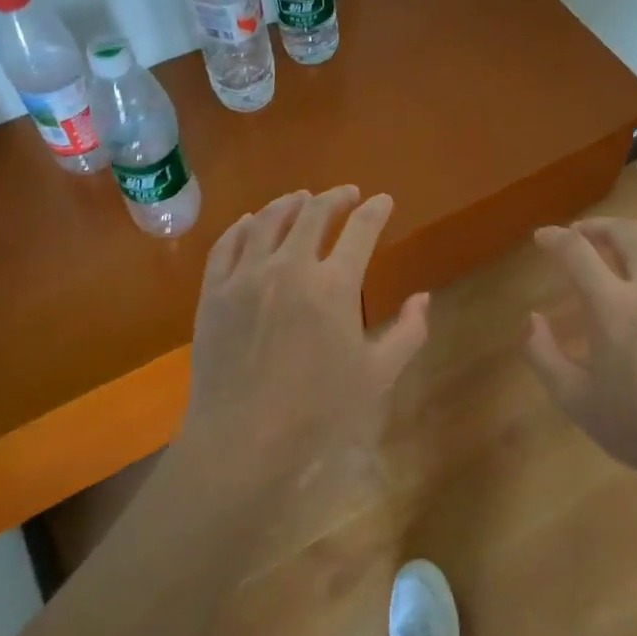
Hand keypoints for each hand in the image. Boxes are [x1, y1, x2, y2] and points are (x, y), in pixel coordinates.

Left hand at [182, 186, 429, 481]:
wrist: (243, 441)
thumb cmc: (318, 412)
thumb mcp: (377, 376)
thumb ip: (407, 333)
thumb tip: (423, 298)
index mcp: (334, 284)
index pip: (361, 229)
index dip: (376, 210)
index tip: (383, 201)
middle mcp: (289, 266)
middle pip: (314, 213)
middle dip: (336, 197)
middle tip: (347, 194)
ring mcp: (246, 276)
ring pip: (268, 220)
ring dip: (290, 203)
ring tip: (301, 198)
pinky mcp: (213, 291)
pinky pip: (227, 244)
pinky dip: (243, 226)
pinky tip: (251, 222)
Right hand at [525, 217, 636, 481]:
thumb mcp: (574, 399)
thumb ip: (543, 354)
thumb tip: (532, 318)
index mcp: (613, 308)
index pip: (576, 252)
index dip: (554, 238)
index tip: (542, 238)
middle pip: (624, 233)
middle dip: (596, 226)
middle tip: (581, 234)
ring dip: (633, 234)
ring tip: (619, 242)